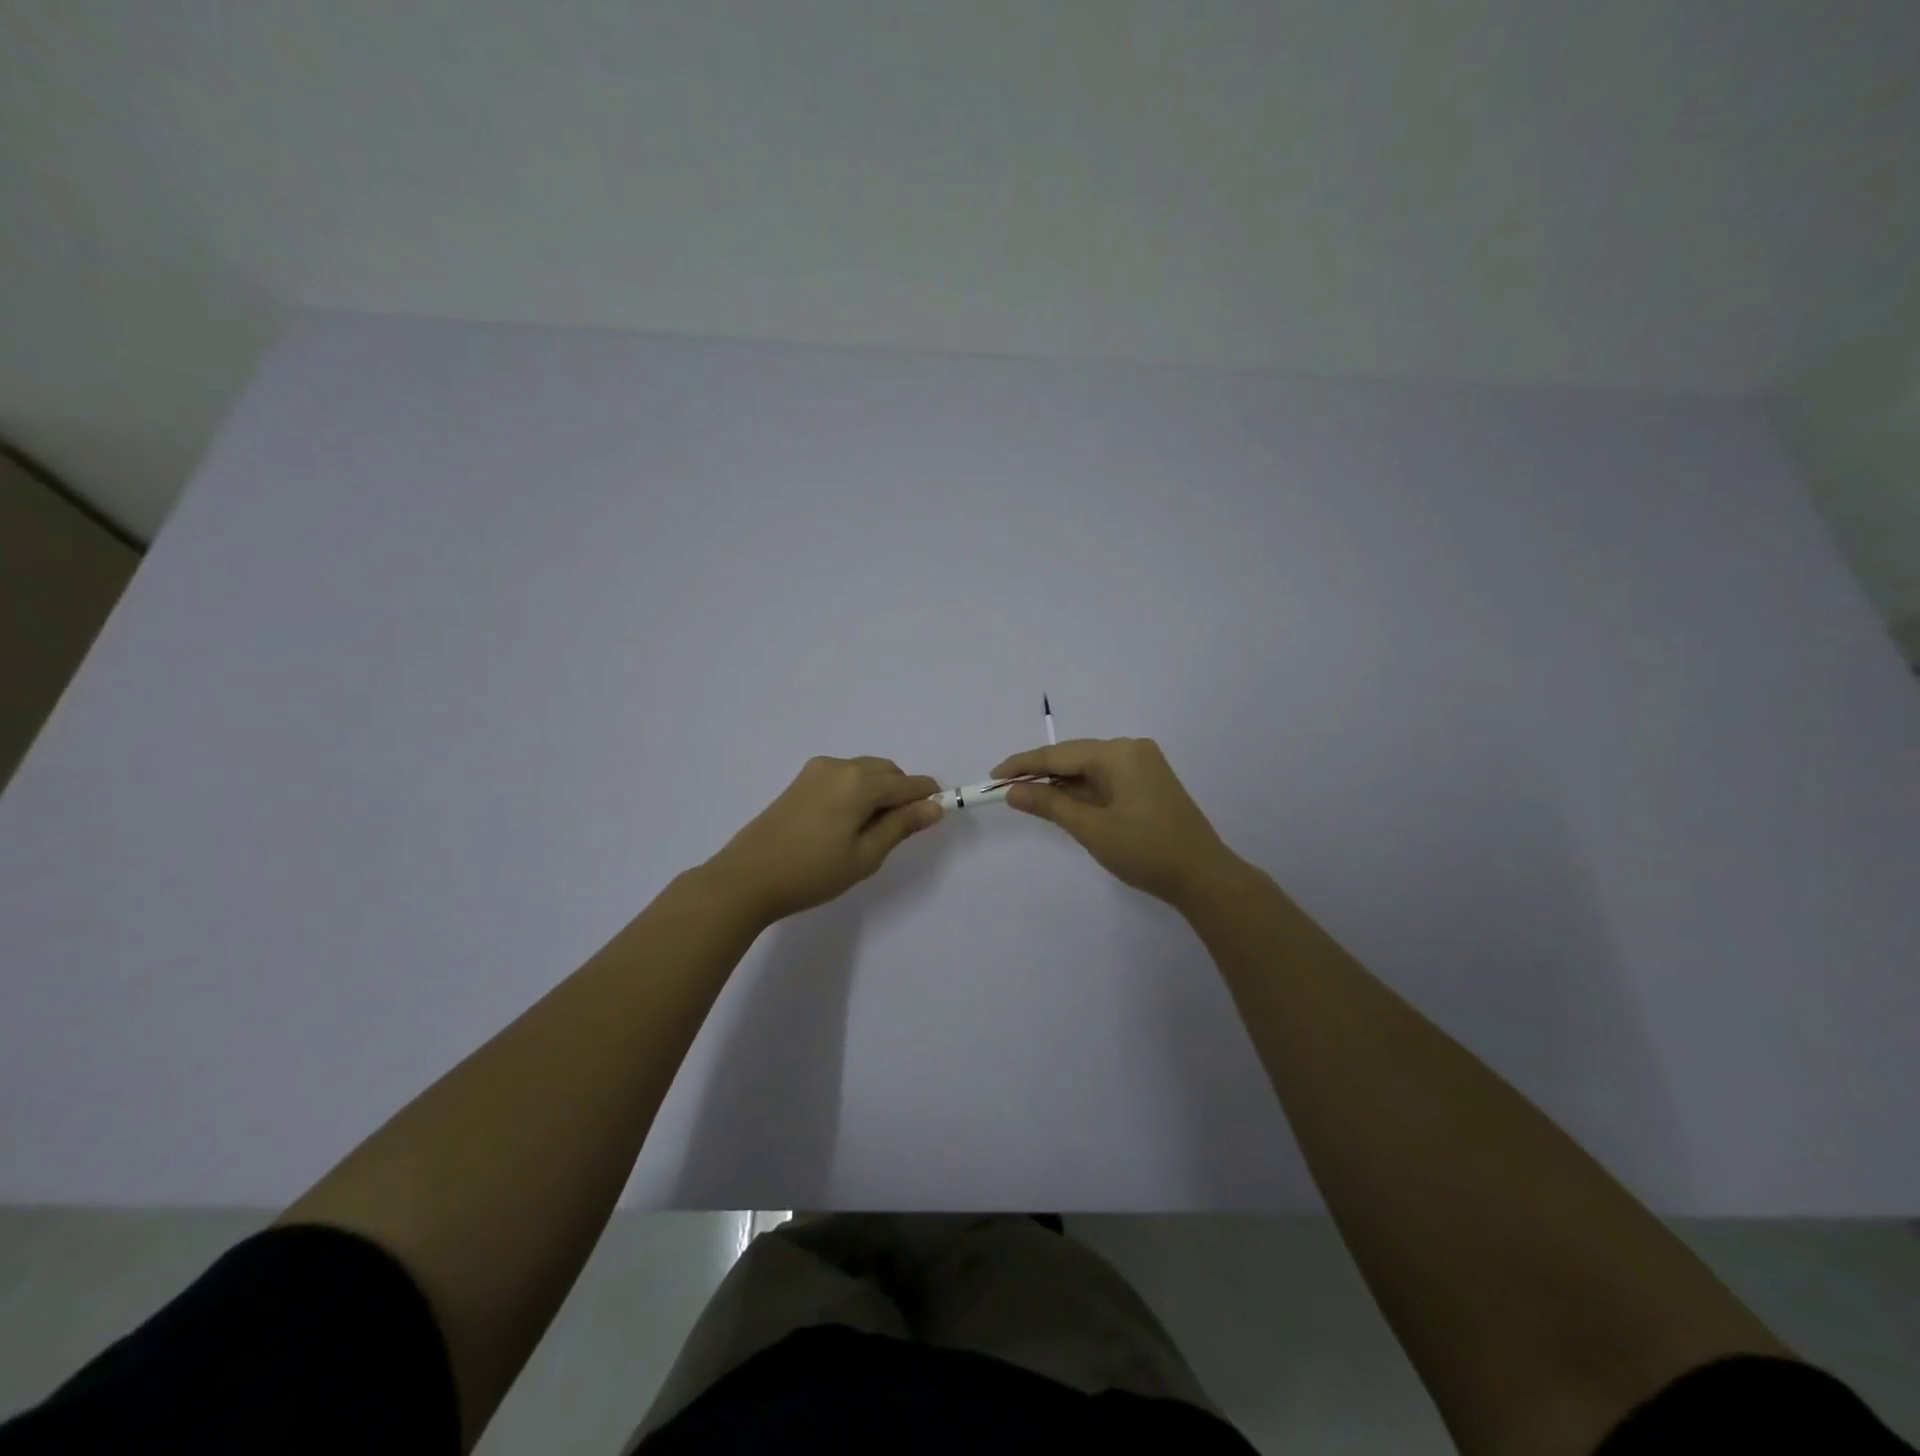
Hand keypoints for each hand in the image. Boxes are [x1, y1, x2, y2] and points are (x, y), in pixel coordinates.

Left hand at [706, 756, 943, 924]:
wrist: (747, 877)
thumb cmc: (812, 871)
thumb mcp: (865, 855)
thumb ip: (902, 826)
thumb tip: (935, 806)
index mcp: (860, 782)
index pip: (908, 784)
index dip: (927, 798)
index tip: (937, 816)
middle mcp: (840, 765)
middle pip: (887, 772)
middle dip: (901, 794)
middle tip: (898, 832)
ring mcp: (817, 770)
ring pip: (865, 771)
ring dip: (878, 791)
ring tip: (869, 831)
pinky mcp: (800, 780)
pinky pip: (843, 776)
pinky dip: (856, 790)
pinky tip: (845, 823)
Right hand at [992, 738, 1236, 907]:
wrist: (1202, 876)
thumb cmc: (1144, 850)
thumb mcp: (1090, 828)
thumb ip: (1049, 803)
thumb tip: (1013, 790)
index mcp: (1118, 753)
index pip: (1058, 754)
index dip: (1023, 765)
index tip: (992, 776)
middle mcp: (1131, 749)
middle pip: (1074, 757)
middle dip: (1040, 773)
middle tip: (1006, 789)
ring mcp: (1144, 764)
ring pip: (1090, 768)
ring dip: (1061, 783)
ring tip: (1028, 798)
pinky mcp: (1149, 782)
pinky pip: (1106, 778)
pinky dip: (1083, 790)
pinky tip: (1063, 802)